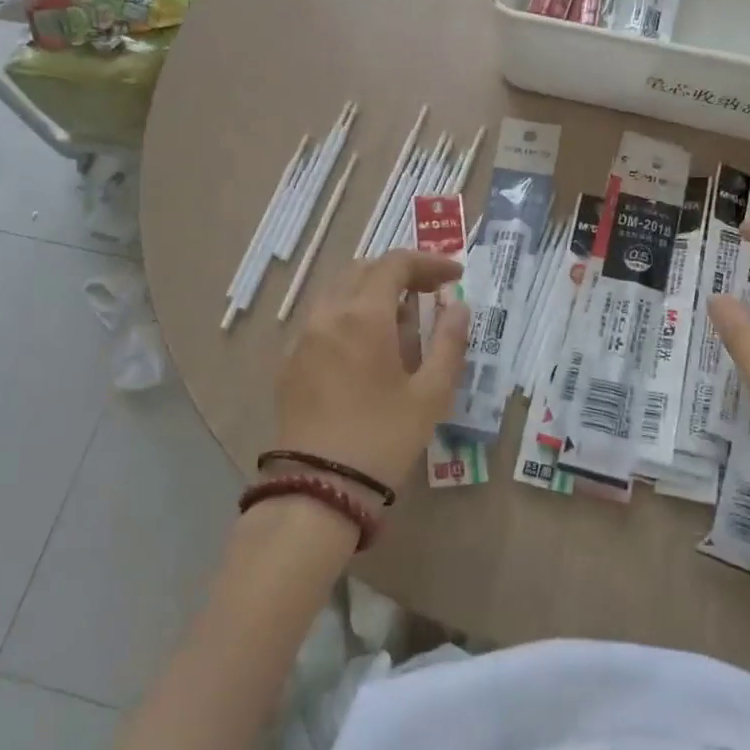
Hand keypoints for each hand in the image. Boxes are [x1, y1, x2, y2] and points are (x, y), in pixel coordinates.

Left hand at [273, 249, 471, 497]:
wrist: (318, 487)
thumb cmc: (383, 438)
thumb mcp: (430, 394)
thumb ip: (449, 342)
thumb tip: (459, 307)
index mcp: (363, 315)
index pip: (395, 264)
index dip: (429, 262)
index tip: (454, 275)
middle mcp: (328, 314)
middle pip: (364, 269)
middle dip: (400, 272)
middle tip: (431, 292)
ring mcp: (303, 336)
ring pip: (339, 290)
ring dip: (373, 291)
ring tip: (402, 319)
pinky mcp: (290, 360)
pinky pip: (322, 317)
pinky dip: (349, 313)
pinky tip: (367, 346)